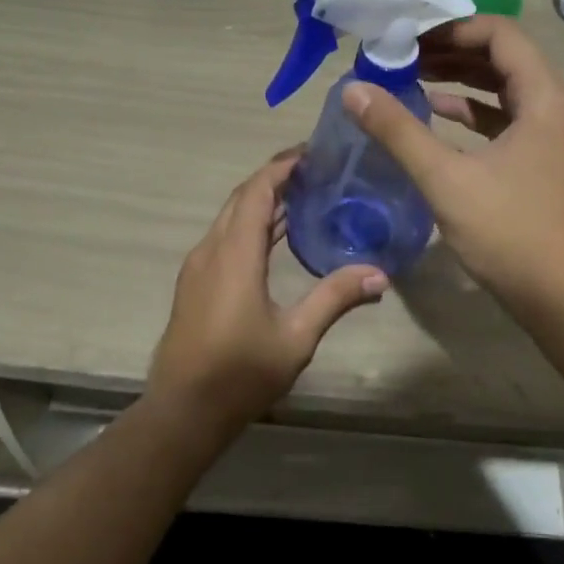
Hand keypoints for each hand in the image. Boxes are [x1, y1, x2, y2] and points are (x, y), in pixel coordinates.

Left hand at [146, 150, 387, 440]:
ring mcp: (198, 267)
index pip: (257, 192)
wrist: (183, 411)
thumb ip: (334, 298)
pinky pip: (225, 237)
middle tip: (315, 171)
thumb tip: (380, 274)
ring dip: (262, 201)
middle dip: (275, 178)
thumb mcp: (296, 338)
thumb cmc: (240, 373)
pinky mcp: (195, 284)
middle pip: (242, 198)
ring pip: (230, 217)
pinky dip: (251, 224)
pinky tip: (277, 238)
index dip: (281, 167)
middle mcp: (211, 250)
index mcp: (234, 254)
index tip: (311, 153)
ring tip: (304, 196)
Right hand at [342, 16, 563, 310]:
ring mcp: (553, 136)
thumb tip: (353, 89)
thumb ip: (398, 131)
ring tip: (410, 77)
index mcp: (544, 97)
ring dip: (460, 80)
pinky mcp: (544, 162)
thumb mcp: (446, 179)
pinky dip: (473, 113)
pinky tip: (437, 115)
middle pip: (503, 58)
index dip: (451, 28)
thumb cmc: (510, 233)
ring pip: (504, 90)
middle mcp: (556, 107)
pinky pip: (507, 120)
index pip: (499, 34)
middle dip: (451, 51)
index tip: (406, 35)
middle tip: (400, 55)